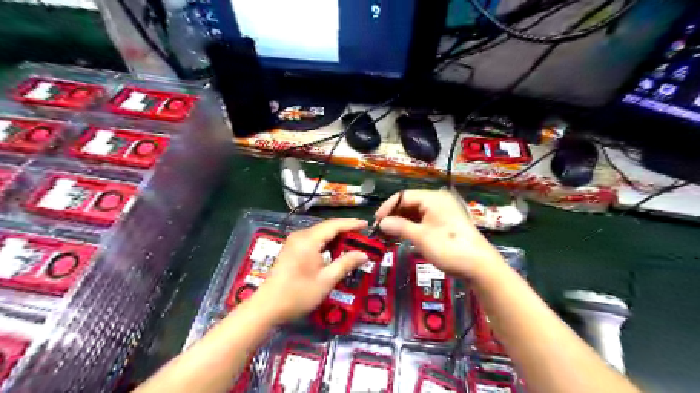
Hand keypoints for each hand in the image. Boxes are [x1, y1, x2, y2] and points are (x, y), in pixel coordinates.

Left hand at [253, 216, 371, 324]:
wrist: (267, 307)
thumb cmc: (298, 294)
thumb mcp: (326, 280)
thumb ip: (345, 264)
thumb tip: (364, 254)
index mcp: (308, 240)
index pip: (334, 225)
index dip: (351, 223)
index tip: (367, 224)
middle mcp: (300, 236)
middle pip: (326, 227)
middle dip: (345, 230)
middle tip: (362, 236)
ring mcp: (294, 242)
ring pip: (319, 233)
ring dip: (335, 237)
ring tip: (352, 242)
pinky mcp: (291, 249)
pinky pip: (312, 239)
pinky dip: (326, 242)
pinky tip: (334, 250)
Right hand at [374, 191, 506, 279]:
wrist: (480, 266)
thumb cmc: (449, 248)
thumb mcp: (421, 237)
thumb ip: (399, 227)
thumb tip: (381, 223)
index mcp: (433, 198)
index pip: (403, 196)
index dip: (387, 208)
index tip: (376, 222)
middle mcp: (438, 200)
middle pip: (409, 203)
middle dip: (393, 216)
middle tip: (380, 231)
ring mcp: (443, 211)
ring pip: (415, 212)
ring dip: (401, 222)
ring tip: (388, 235)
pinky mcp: (446, 222)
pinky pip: (424, 219)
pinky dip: (412, 227)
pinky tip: (403, 236)